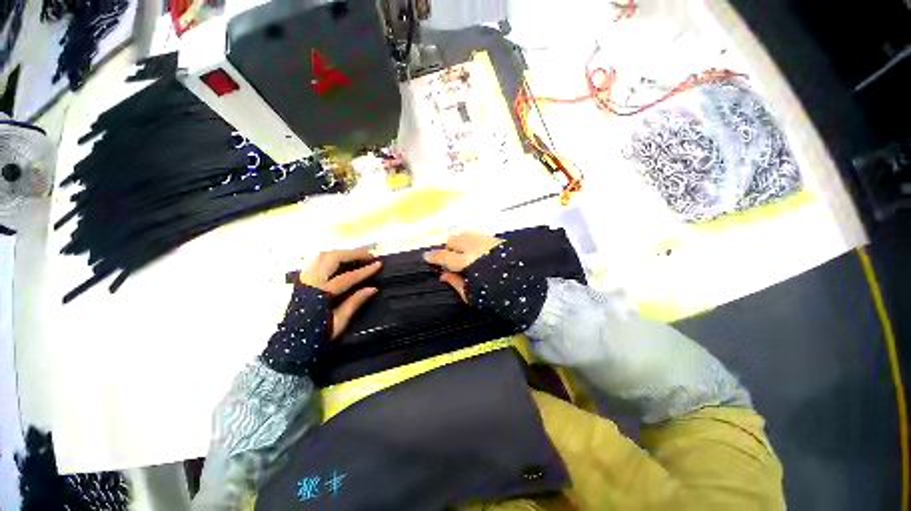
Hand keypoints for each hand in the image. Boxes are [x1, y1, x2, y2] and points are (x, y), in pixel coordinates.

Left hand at [262, 248, 381, 374]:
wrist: (290, 345)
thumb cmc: (316, 336)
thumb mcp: (339, 323)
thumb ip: (355, 302)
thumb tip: (373, 288)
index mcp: (320, 295)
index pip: (347, 277)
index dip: (364, 270)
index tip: (379, 264)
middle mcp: (310, 282)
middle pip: (332, 258)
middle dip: (353, 254)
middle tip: (369, 256)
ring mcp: (304, 279)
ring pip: (322, 256)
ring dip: (341, 253)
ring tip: (356, 256)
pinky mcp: (301, 279)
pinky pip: (316, 260)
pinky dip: (330, 257)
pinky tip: (339, 261)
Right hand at [424, 232, 547, 330]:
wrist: (529, 289)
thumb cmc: (499, 297)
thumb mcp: (473, 296)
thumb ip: (456, 283)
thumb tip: (443, 274)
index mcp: (469, 263)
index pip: (445, 256)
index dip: (434, 257)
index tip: (426, 257)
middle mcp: (477, 247)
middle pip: (454, 240)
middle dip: (448, 248)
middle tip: (449, 259)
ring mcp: (488, 241)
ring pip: (466, 234)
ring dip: (459, 243)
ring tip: (461, 255)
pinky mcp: (497, 240)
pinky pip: (478, 236)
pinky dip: (471, 242)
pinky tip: (475, 252)